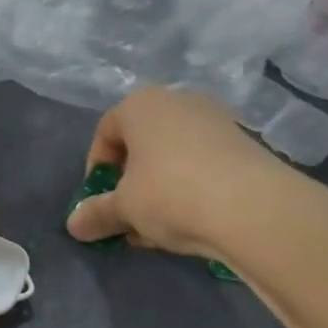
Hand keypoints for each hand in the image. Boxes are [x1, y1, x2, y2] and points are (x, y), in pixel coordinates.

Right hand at [66, 86, 300, 258]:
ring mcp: (215, 119)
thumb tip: (73, 225)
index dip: (97, 168)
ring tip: (157, 226)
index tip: (100, 199)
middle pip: (142, 141)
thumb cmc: (170, 194)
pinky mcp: (244, 142)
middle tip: (128, 214)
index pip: (106, 131)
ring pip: (173, 154)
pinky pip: (203, 163)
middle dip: (130, 180)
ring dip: (159, 187)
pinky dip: (190, 186)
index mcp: (140, 105)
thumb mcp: (124, 208)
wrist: (253, 207)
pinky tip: (191, 220)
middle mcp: (178, 101)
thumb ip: (96, 214)